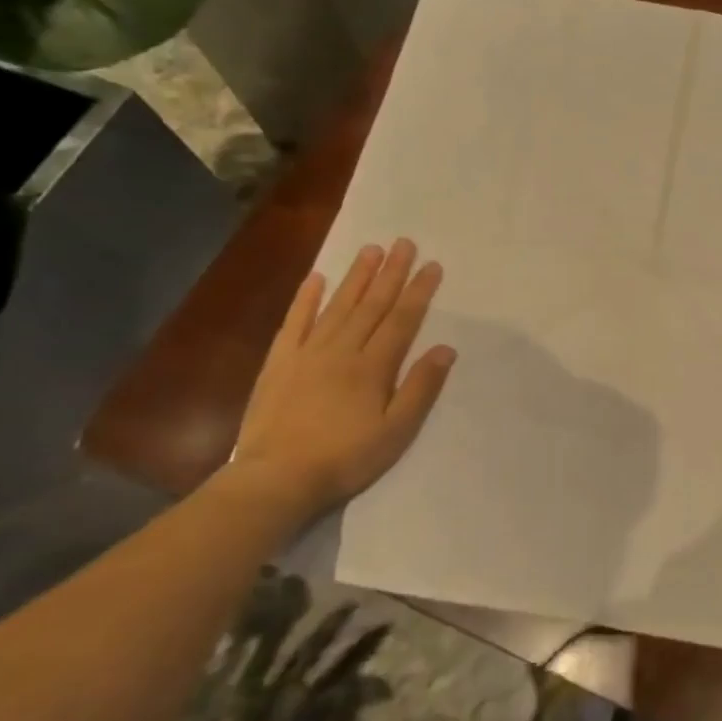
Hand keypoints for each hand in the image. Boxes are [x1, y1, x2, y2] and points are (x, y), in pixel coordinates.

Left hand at [234, 241, 454, 514]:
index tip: (432, 265)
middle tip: (404, 243)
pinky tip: (317, 278)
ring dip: (356, 277)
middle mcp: (342, 350)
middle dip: (391, 273)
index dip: (418, 291)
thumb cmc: (346, 458)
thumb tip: (445, 349)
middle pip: (371, 304)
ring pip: (338, 306)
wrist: (276, 478)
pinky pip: (296, 322)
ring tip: (371, 249)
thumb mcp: (396, 432)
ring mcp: (308, 353)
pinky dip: (306, 299)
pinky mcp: (280, 363)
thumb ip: (420, 388)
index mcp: (373, 367)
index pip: (402, 320)